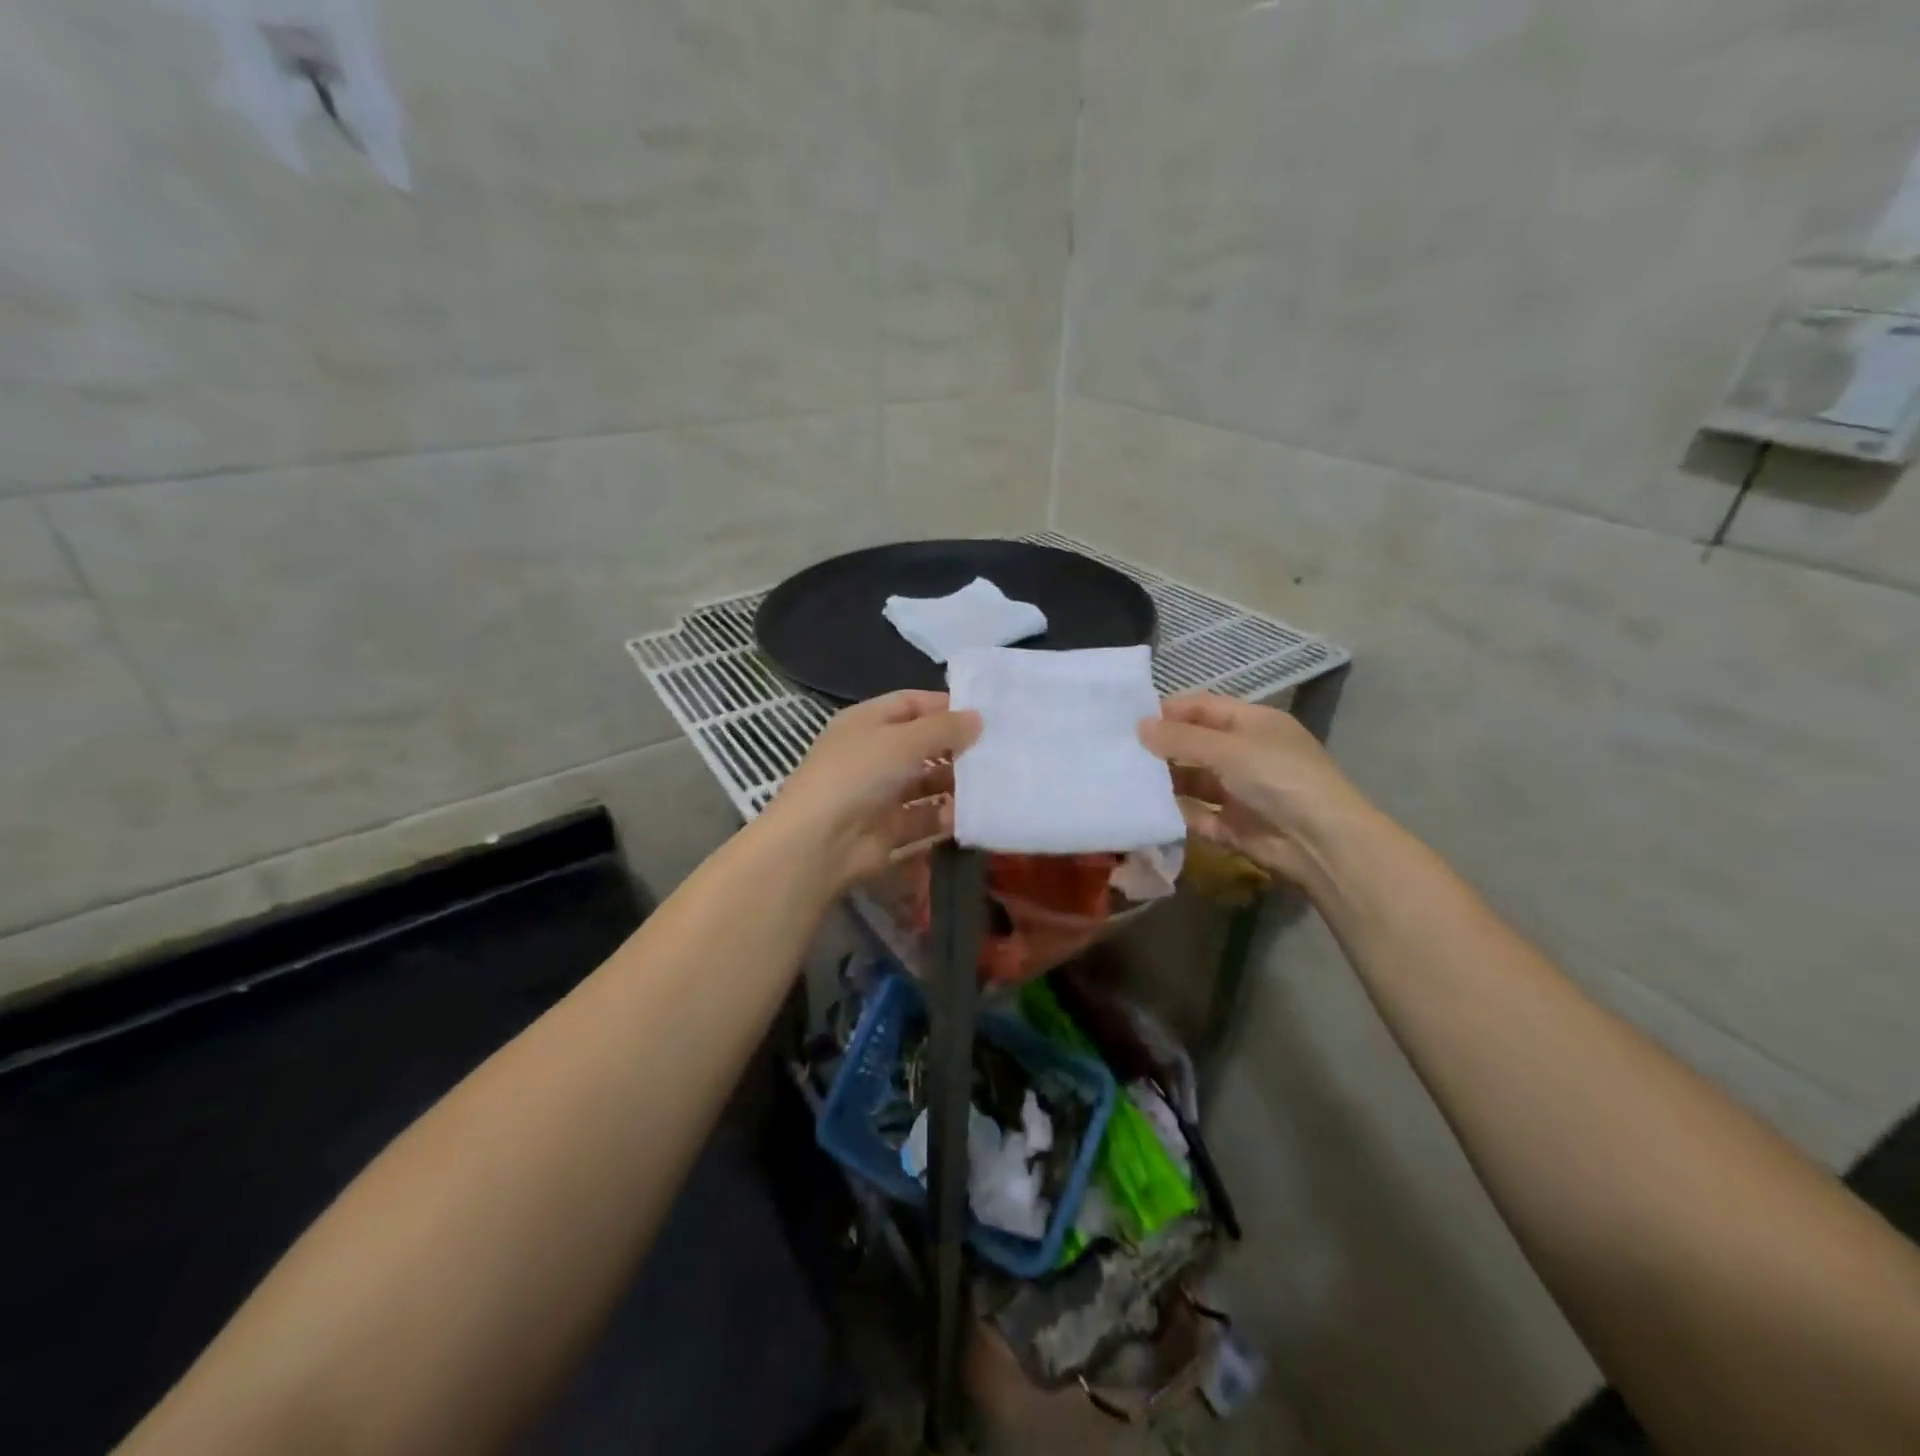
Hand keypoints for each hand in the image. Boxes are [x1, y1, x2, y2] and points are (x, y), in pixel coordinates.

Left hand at [762, 690, 981, 892]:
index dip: (945, 706)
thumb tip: (977, 718)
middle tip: (1000, 750)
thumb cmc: (858, 775)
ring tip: (993, 783)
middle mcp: (873, 754)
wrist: (820, 843)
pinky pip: (925, 817)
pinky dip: (947, 816)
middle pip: (922, 744)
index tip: (986, 714)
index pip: (911, 703)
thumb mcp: (902, 740)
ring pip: (927, 783)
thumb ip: (943, 728)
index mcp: (866, 722)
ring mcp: (881, 794)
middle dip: (957, 747)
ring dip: (956, 783)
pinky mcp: (890, 829)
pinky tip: (972, 814)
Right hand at [1139, 693, 1372, 891]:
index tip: (1130, 719)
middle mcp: (1246, 754)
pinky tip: (1145, 809)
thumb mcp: (1227, 749)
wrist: (1320, 842)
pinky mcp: (1234, 826)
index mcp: (1253, 724)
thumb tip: (1139, 726)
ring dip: (1165, 781)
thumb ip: (1180, 739)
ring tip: (1125, 780)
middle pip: (1196, 744)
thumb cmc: (1278, 777)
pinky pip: (1197, 815)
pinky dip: (1175, 813)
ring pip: (1193, 781)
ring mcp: (1240, 791)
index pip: (1204, 708)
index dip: (1169, 710)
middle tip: (1119, 750)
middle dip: (1162, 747)